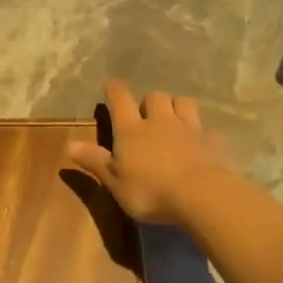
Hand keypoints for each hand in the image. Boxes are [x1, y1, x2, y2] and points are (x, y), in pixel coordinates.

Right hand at [66, 79, 238, 225]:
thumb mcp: (115, 183)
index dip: (114, 90)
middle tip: (146, 115)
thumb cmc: (150, 192)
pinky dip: (201, 132)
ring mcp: (189, 128)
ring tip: (174, 120)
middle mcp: (160, 121)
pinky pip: (206, 128)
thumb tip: (69, 145)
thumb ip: (95, 162)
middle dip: (149, 101)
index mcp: (132, 130)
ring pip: (183, 102)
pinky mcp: (213, 140)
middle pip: (154, 96)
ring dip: (176, 106)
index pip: (120, 98)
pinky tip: (200, 143)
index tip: (111, 87)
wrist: (201, 195)